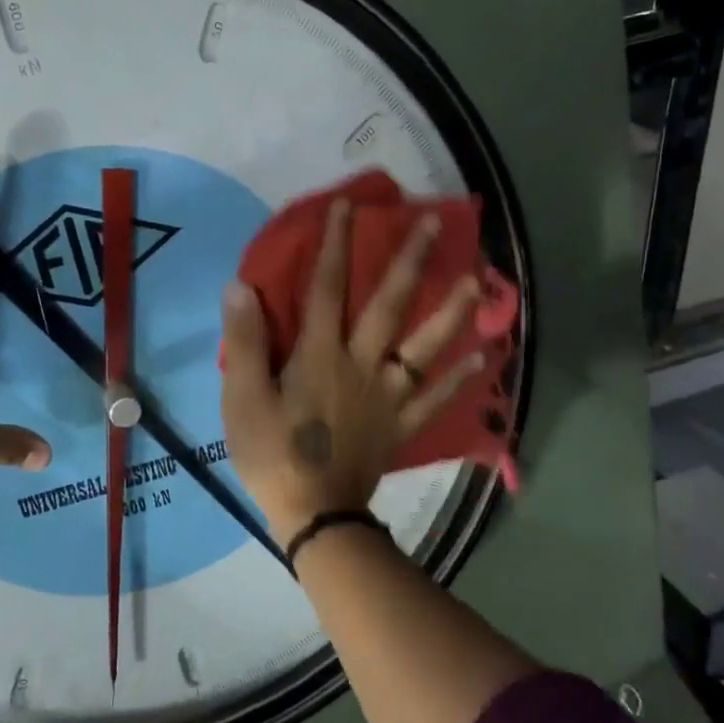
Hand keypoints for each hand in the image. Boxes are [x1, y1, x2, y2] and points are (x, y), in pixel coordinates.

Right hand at [219, 200, 487, 547]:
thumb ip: (246, 341)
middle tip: (436, 224)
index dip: (336, 245)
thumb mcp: (243, 398)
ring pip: (426, 346)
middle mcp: (362, 364)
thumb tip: (242, 286)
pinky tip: (482, 357)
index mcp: (320, 354)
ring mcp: (388, 395)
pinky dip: (461, 378)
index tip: (347, 207)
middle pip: (390, 306)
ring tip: (477, 282)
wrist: (314, 514)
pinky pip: (436, 398)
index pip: (327, 288)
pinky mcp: (401, 424)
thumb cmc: (273, 453)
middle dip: (411, 262)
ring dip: (452, 311)